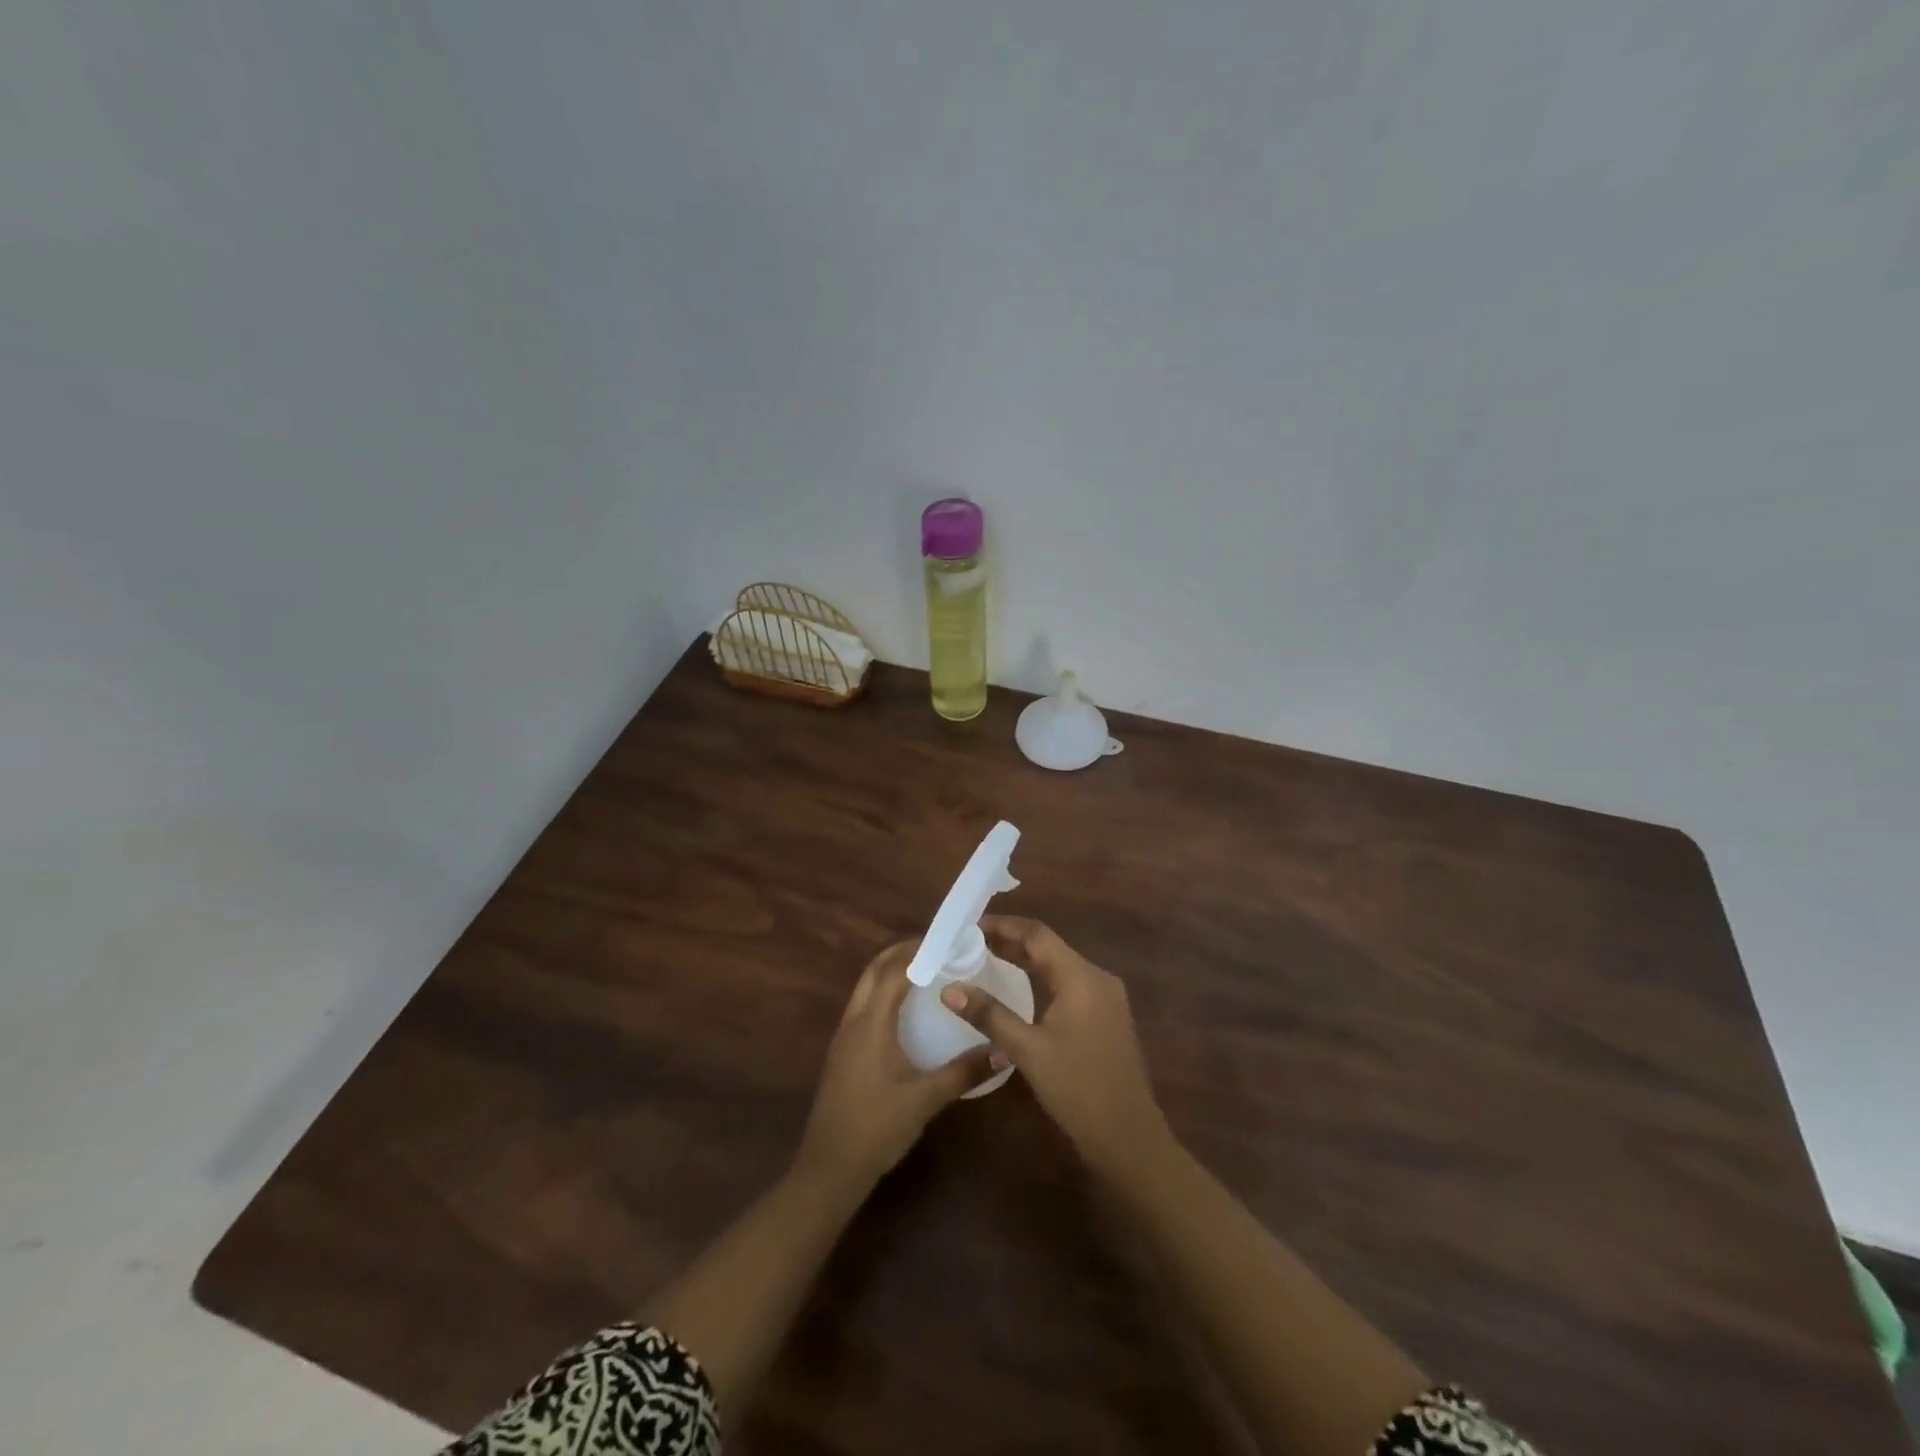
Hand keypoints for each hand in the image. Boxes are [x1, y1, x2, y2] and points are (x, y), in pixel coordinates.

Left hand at [795, 939, 1004, 1190]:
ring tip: (927, 970)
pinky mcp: (844, 1052)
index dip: (919, 951)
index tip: (949, 941)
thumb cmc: (876, 1127)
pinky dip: (884, 992)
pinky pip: (864, 1005)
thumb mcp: (925, 1099)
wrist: (829, 1169)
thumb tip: (1004, 1051)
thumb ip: (964, 1072)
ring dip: (891, 971)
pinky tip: (907, 1009)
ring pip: (866, 987)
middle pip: (874, 970)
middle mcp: (854, 1020)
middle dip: (903, 953)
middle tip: (939, 949)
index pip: (894, 970)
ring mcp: (844, 1036)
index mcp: (871, 1023)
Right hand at [941, 916, 1167, 1177]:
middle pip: (1048, 946)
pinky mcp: (1104, 1015)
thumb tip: (949, 989)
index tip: (969, 926)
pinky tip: (1018, 986)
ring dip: (1024, 958)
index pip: (1037, 934)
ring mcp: (1104, 997)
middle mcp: (1096, 977)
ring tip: (985, 957)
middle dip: (1010, 940)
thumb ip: (989, 1015)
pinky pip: (1067, 982)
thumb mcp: (1028, 1050)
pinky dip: (1040, 977)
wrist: (1128, 1137)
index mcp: (1081, 977)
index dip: (1003, 926)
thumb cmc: (1077, 1089)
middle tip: (970, 941)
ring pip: (1058, 964)